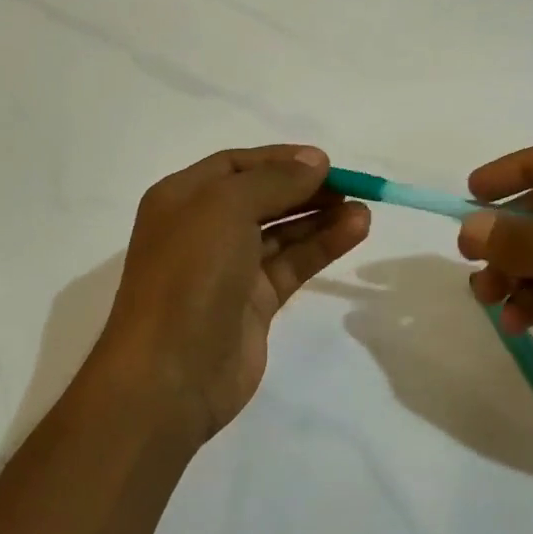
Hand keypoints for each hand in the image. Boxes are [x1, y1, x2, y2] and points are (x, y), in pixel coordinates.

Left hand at [98, 146, 370, 440]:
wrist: (170, 375)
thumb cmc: (189, 275)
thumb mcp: (225, 208)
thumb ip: (274, 180)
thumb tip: (316, 162)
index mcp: (182, 198)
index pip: (235, 165)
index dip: (280, 159)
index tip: (324, 161)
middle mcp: (203, 229)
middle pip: (262, 197)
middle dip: (305, 188)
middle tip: (351, 185)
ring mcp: (229, 268)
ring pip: (282, 232)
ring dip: (321, 217)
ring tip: (363, 209)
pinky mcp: (254, 303)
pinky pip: (292, 264)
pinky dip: (322, 246)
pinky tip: (355, 230)